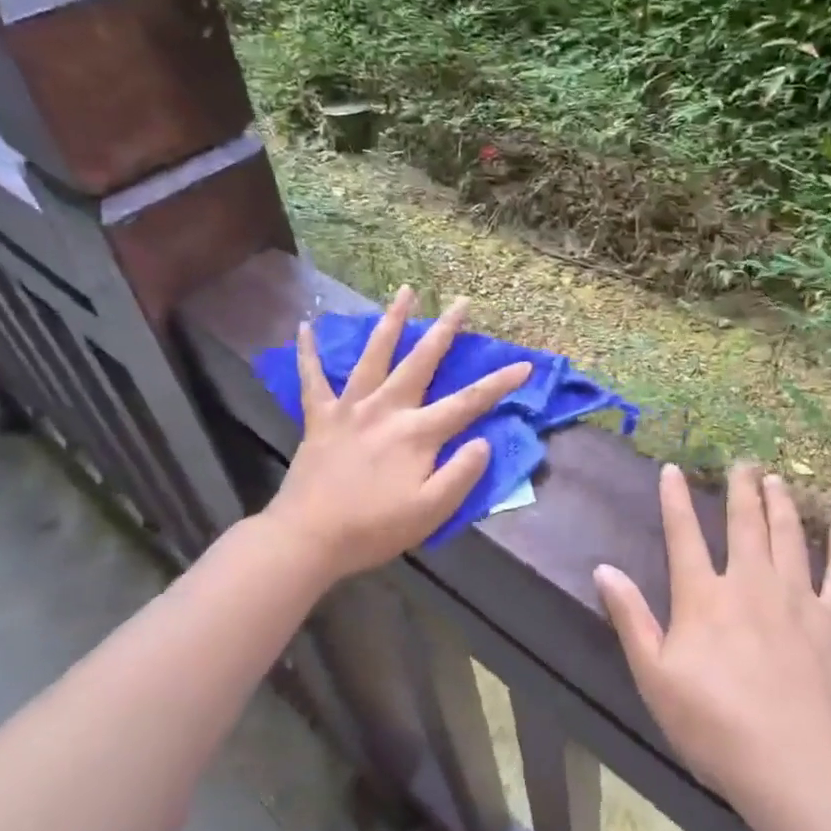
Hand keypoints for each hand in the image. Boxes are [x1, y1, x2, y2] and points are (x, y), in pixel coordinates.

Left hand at [265, 286, 530, 584]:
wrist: (307, 539)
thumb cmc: (374, 529)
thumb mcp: (431, 511)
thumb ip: (461, 474)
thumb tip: (482, 441)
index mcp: (417, 433)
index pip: (469, 402)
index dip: (500, 383)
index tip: (525, 364)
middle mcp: (386, 409)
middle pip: (421, 361)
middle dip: (445, 330)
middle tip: (462, 302)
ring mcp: (350, 408)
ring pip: (374, 355)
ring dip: (391, 321)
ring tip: (405, 291)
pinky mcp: (320, 417)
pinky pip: (312, 378)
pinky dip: (308, 353)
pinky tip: (305, 327)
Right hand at [595, 464, 830, 811]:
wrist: (795, 765)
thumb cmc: (714, 725)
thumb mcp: (655, 676)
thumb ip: (631, 618)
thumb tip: (604, 568)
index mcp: (704, 596)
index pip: (683, 535)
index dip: (675, 499)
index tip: (672, 469)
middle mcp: (750, 582)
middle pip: (744, 523)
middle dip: (741, 488)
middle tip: (743, 462)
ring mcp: (798, 597)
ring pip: (788, 536)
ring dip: (781, 504)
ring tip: (777, 480)